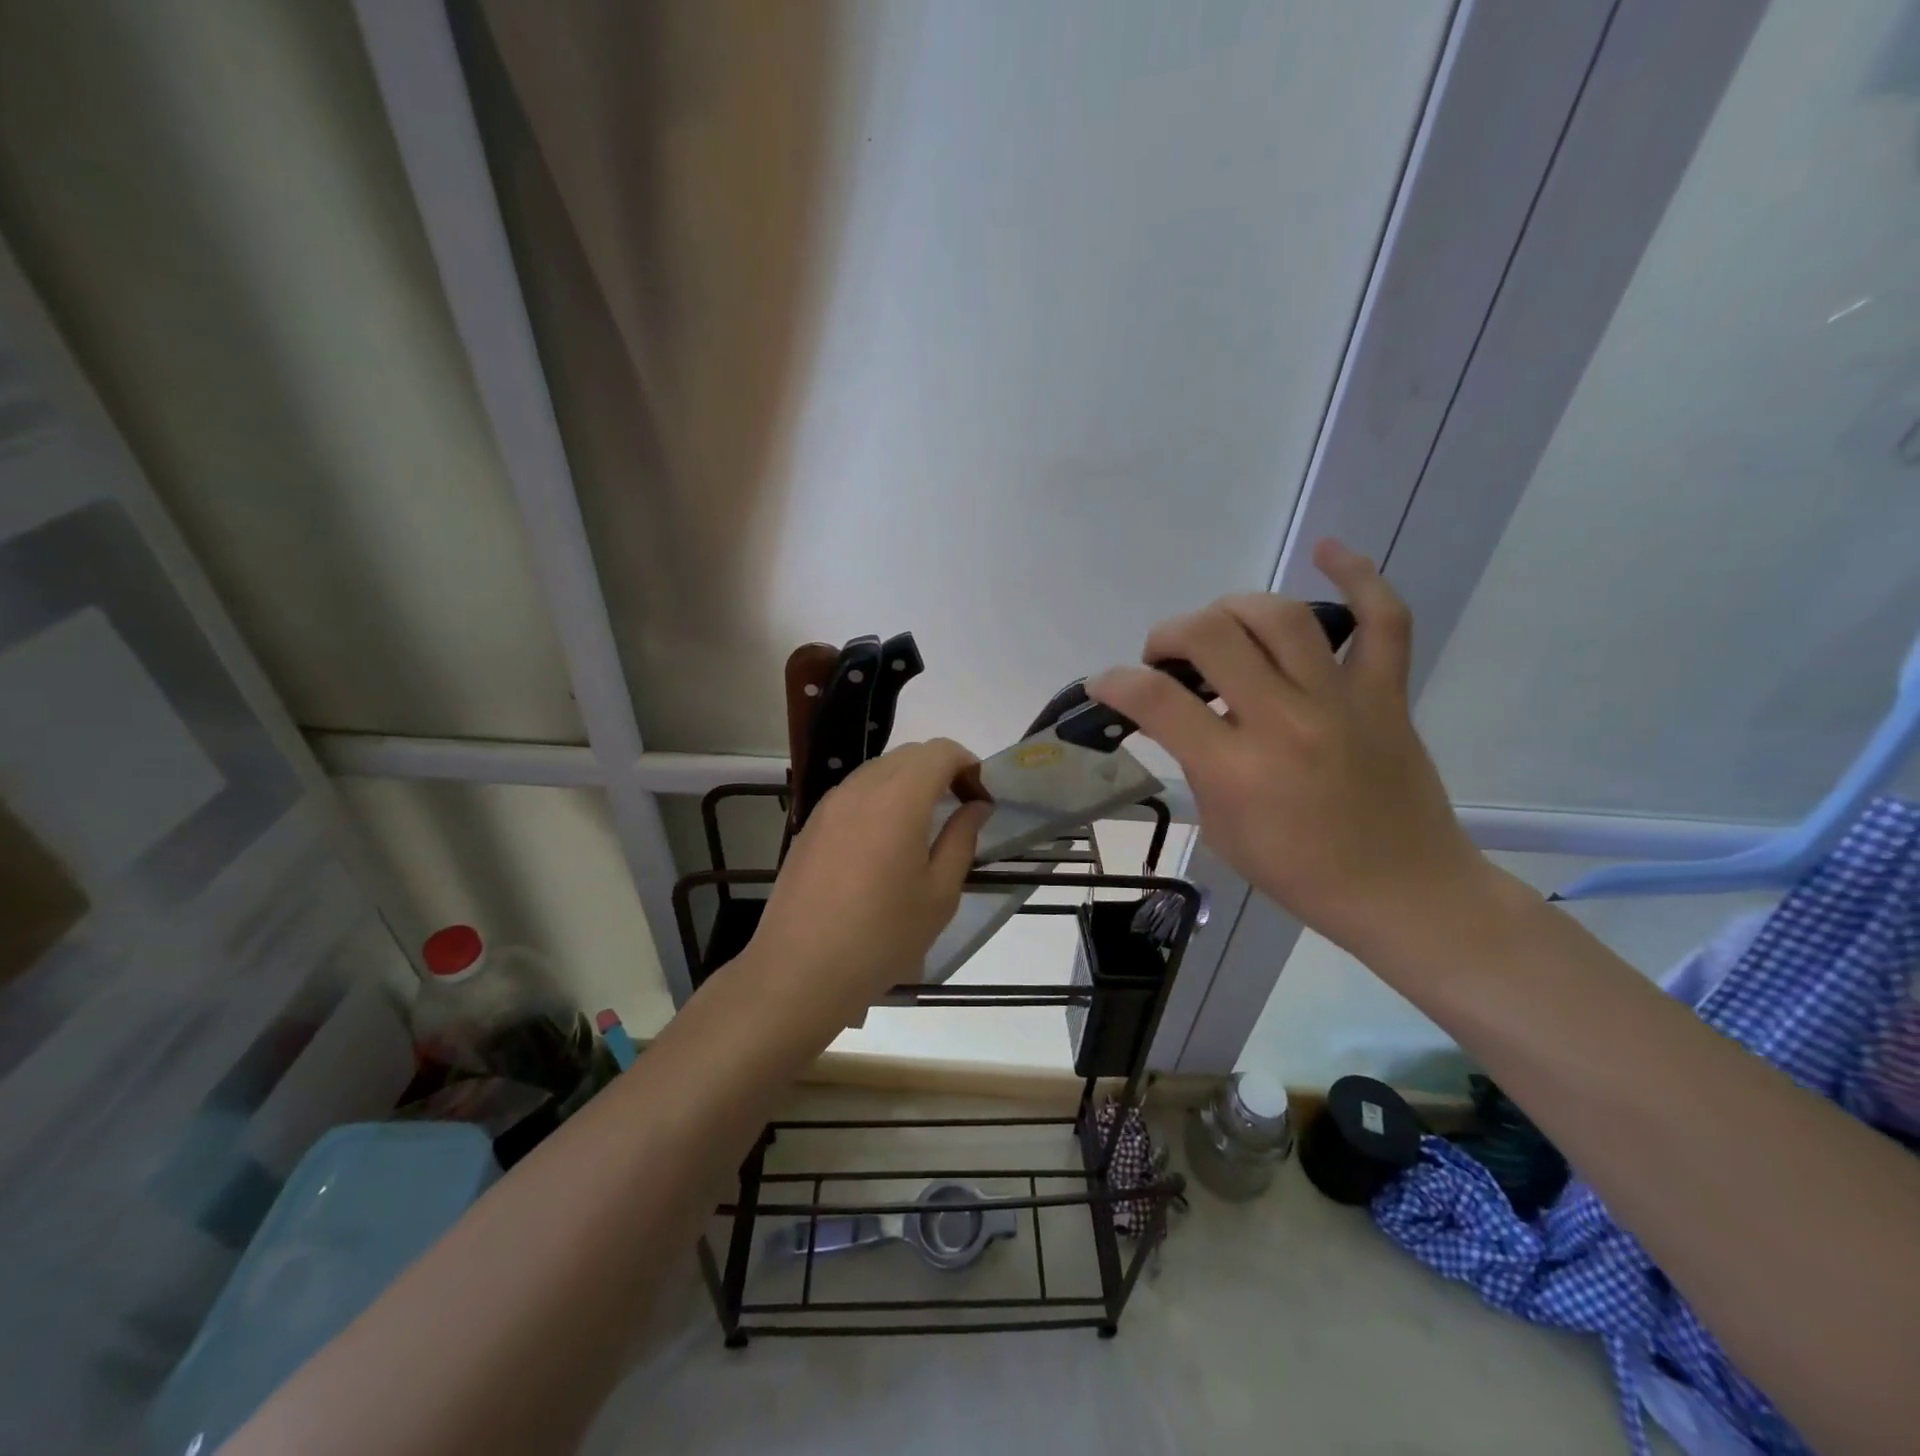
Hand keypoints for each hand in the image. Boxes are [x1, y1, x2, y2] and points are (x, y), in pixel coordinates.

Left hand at [743, 738, 988, 1024]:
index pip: (940, 752)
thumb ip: (962, 838)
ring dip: (908, 783)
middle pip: (909, 755)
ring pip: (878, 771)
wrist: (800, 969)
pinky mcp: (811, 825)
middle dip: (941, 771)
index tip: (980, 799)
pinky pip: (853, 793)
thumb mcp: (939, 893)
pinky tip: (882, 844)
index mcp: (899, 798)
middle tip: (959, 810)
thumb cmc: (882, 935)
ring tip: (922, 827)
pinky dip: (879, 800)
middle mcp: (861, 788)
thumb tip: (976, 806)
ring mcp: (830, 804)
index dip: (968, 765)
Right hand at [1087, 540, 1486, 958]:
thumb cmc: (1300, 873)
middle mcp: (1285, 722)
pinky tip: (1328, 549)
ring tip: (1217, 626)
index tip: (1104, 684)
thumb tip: (1177, 718)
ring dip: (1231, 608)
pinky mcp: (1386, 693)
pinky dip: (1359, 576)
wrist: (1402, 891)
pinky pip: (1382, 620)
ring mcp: (1341, 701)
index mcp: (1237, 770)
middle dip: (1168, 635)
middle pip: (1211, 637)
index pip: (1157, 701)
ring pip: (1280, 616)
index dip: (1115, 682)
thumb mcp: (1222, 829)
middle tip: (1164, 658)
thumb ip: (1197, 765)